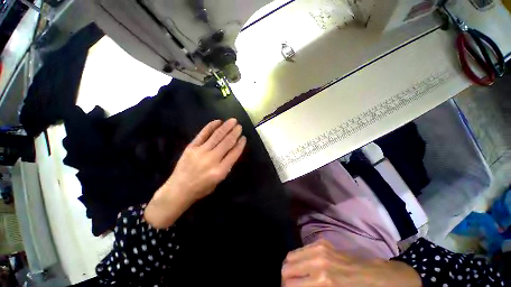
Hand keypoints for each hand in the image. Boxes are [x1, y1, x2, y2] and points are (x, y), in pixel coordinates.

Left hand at [144, 119, 245, 227]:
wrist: (178, 190)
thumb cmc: (201, 188)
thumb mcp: (219, 181)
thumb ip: (227, 166)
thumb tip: (233, 150)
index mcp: (220, 171)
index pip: (234, 154)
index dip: (240, 144)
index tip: (244, 138)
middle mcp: (212, 159)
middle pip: (227, 142)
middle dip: (235, 133)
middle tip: (240, 126)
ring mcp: (200, 151)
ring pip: (216, 136)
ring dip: (226, 127)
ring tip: (233, 121)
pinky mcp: (191, 147)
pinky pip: (202, 134)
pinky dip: (210, 127)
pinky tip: (217, 122)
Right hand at [281, 240, 420, 286]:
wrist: (373, 276)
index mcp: (323, 282)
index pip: (290, 284)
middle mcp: (318, 262)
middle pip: (286, 268)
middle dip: (285, 279)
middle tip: (289, 285)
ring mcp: (319, 249)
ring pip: (291, 256)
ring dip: (289, 268)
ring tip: (294, 276)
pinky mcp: (321, 242)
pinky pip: (300, 250)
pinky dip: (297, 259)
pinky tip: (303, 266)